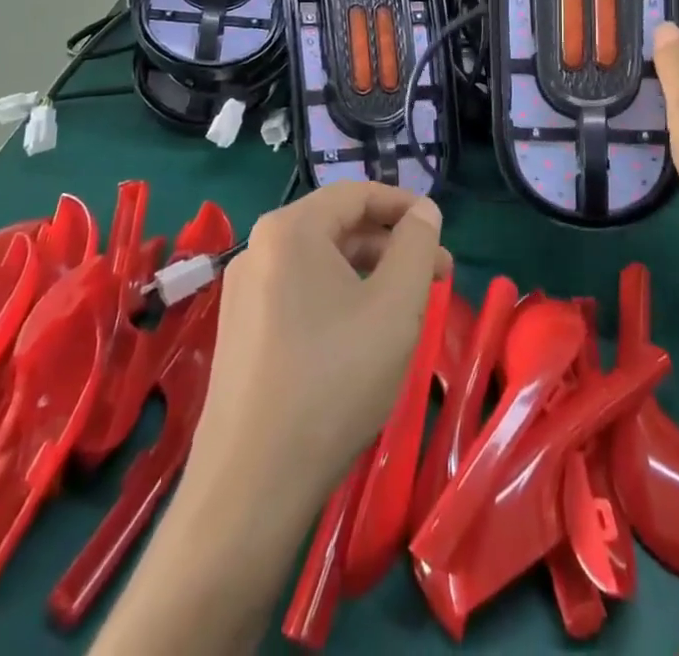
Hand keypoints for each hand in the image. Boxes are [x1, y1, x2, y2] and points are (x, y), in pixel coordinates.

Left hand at [186, 183, 451, 521]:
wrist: (250, 485)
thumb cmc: (334, 380)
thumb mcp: (396, 304)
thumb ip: (417, 245)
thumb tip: (423, 210)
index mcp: (290, 229)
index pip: (356, 193)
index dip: (404, 205)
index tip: (439, 230)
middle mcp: (258, 248)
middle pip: (338, 227)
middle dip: (392, 246)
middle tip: (437, 278)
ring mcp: (243, 292)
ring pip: (320, 263)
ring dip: (369, 274)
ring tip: (407, 308)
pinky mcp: (239, 332)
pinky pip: (299, 293)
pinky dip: (339, 298)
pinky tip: (363, 335)